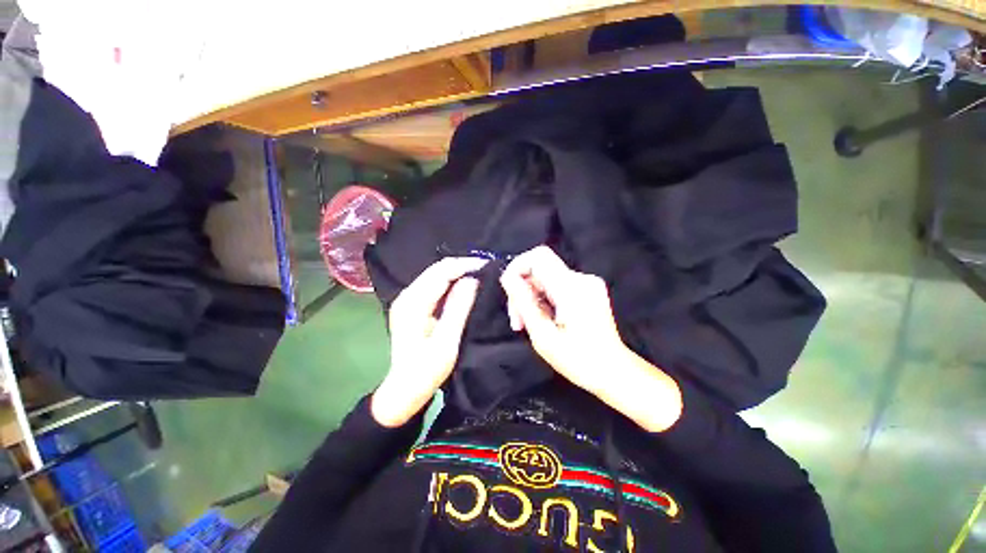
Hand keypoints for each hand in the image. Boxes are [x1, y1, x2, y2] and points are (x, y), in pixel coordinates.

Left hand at [371, 257, 487, 426]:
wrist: (404, 389)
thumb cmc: (426, 370)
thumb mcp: (447, 342)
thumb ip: (458, 308)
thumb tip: (472, 280)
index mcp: (413, 303)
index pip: (441, 272)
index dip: (465, 266)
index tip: (487, 266)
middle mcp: (407, 295)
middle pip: (437, 269)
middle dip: (462, 266)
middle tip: (486, 269)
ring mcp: (408, 300)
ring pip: (436, 275)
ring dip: (458, 272)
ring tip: (480, 275)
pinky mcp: (413, 305)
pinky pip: (434, 285)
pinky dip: (451, 282)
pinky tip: (465, 285)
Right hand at [499, 246, 625, 395]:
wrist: (613, 371)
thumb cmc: (578, 360)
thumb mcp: (543, 335)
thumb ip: (524, 302)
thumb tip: (508, 277)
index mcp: (572, 289)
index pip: (538, 257)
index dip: (518, 267)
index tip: (509, 291)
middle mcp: (582, 279)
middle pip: (540, 269)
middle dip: (522, 290)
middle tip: (518, 321)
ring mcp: (587, 283)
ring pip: (545, 277)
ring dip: (532, 297)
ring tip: (527, 324)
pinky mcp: (588, 289)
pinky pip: (556, 284)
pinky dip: (544, 298)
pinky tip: (543, 319)